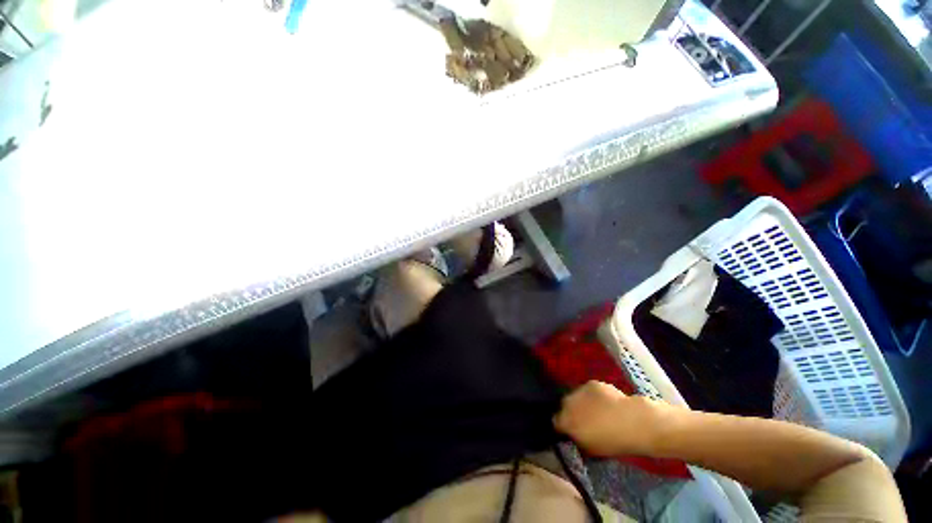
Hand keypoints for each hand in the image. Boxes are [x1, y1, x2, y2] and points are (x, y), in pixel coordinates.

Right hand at [553, 381, 675, 456]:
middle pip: (564, 406)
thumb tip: (573, 436)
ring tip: (596, 411)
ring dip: (582, 403)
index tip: (572, 432)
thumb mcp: (591, 449)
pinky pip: (588, 391)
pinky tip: (605, 403)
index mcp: (566, 421)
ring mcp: (579, 391)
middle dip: (572, 412)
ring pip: (576, 397)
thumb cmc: (612, 441)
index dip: (563, 427)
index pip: (556, 422)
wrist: (633, 422)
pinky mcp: (591, 383)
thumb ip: (577, 440)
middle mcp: (567, 403)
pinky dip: (593, 396)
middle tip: (584, 422)